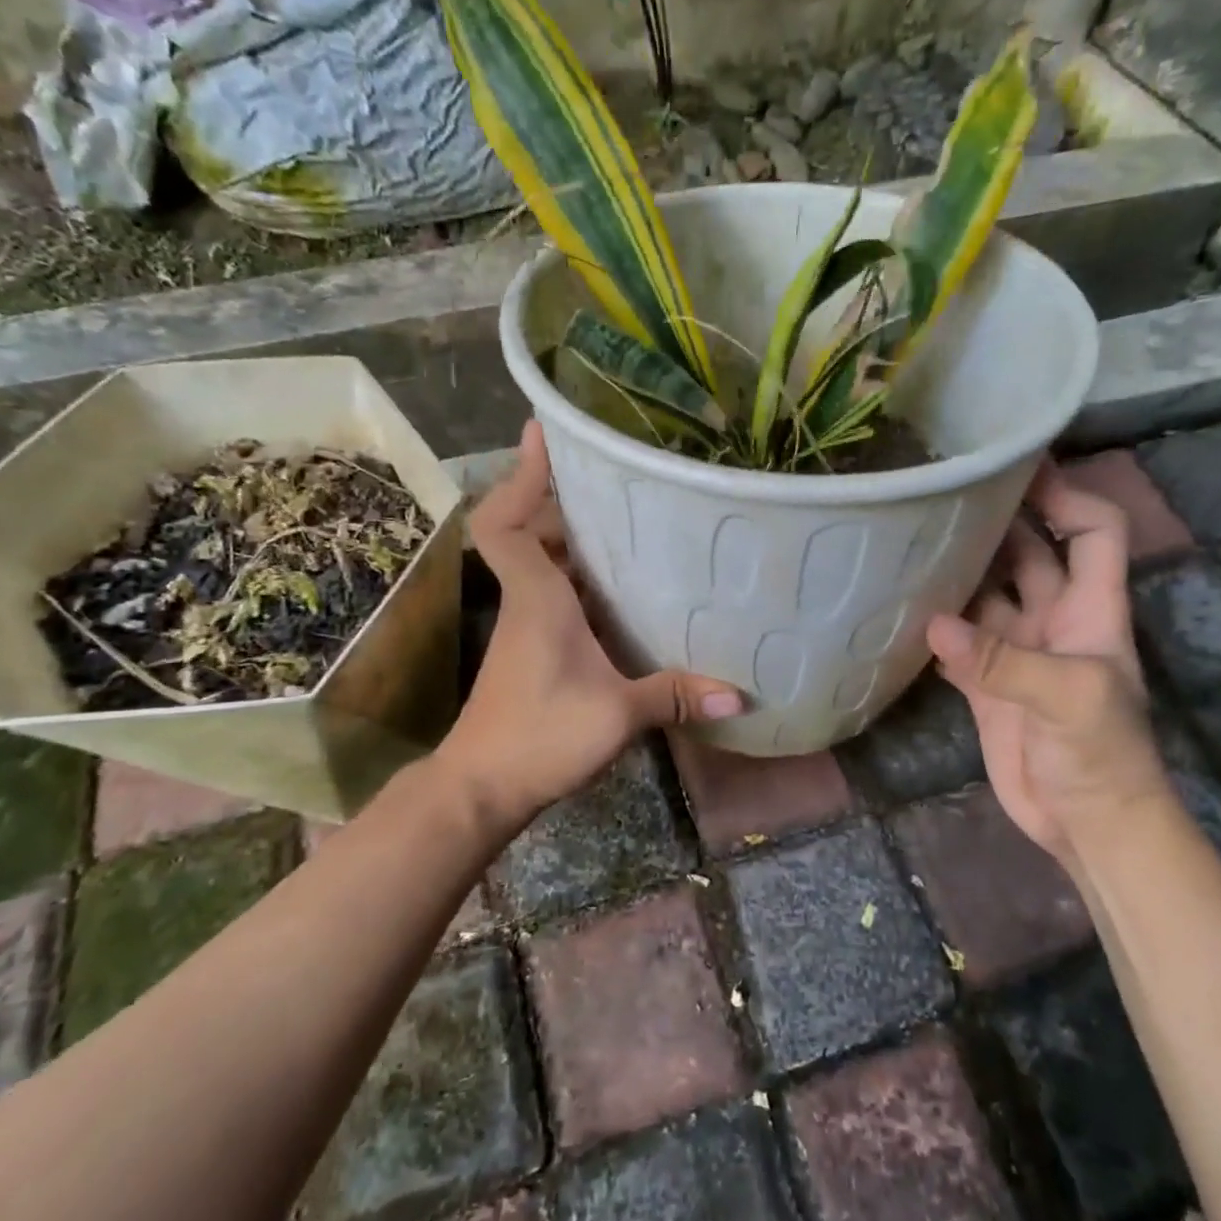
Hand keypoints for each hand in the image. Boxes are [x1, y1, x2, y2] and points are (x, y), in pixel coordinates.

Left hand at [434, 422, 743, 833]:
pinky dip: (580, 581)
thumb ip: (675, 697)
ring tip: (629, 524)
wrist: (481, 788)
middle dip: (564, 502)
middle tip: (615, 483)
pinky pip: (553, 595)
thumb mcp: (616, 716)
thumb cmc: (539, 737)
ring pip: (543, 565)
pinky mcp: (533, 651)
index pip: (508, 523)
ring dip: (575, 542)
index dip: (520, 475)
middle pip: (531, 533)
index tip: (539, 432)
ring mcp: (527, 627)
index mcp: (537, 599)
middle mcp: (527, 602)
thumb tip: (739, 695)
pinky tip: (621, 591)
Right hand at [925, 461, 1170, 856]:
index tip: (1018, 469)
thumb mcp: (1069, 699)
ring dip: (957, 569)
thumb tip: (933, 622)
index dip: (1067, 496)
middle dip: (997, 520)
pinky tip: (898, 604)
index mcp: (1091, 609)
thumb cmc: (1102, 756)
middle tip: (941, 492)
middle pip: (1029, 552)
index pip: (1094, 531)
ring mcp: (1016, 651)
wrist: (1086, 825)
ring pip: (985, 593)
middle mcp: (1053, 619)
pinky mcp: (985, 683)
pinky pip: (956, 639)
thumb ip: (1002, 660)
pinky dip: (933, 622)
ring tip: (907, 537)